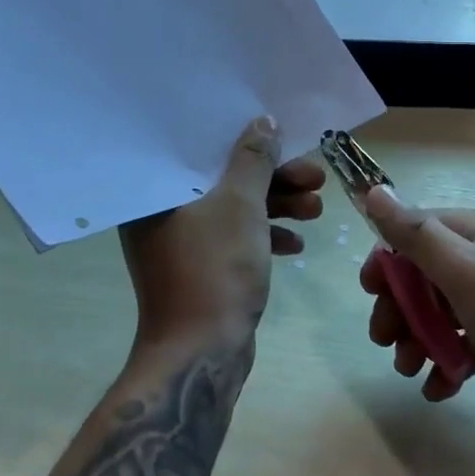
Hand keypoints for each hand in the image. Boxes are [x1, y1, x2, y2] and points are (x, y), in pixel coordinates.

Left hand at [119, 116, 324, 348]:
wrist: (201, 354)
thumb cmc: (215, 268)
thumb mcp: (241, 205)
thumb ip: (254, 159)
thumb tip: (264, 121)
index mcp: (156, 192)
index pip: (203, 149)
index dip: (247, 139)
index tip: (284, 139)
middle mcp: (161, 214)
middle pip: (225, 179)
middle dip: (275, 179)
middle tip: (315, 178)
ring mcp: (180, 244)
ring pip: (233, 210)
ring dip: (277, 207)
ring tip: (317, 209)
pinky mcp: (199, 268)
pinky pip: (233, 238)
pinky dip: (263, 236)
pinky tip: (296, 244)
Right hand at [360, 187, 474, 432]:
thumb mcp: (465, 273)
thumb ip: (416, 234)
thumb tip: (374, 190)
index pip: (419, 231)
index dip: (388, 259)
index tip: (369, 292)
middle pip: (427, 274)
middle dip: (401, 306)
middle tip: (383, 341)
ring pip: (444, 310)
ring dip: (419, 337)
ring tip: (407, 369)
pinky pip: (467, 340)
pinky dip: (448, 359)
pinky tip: (438, 387)